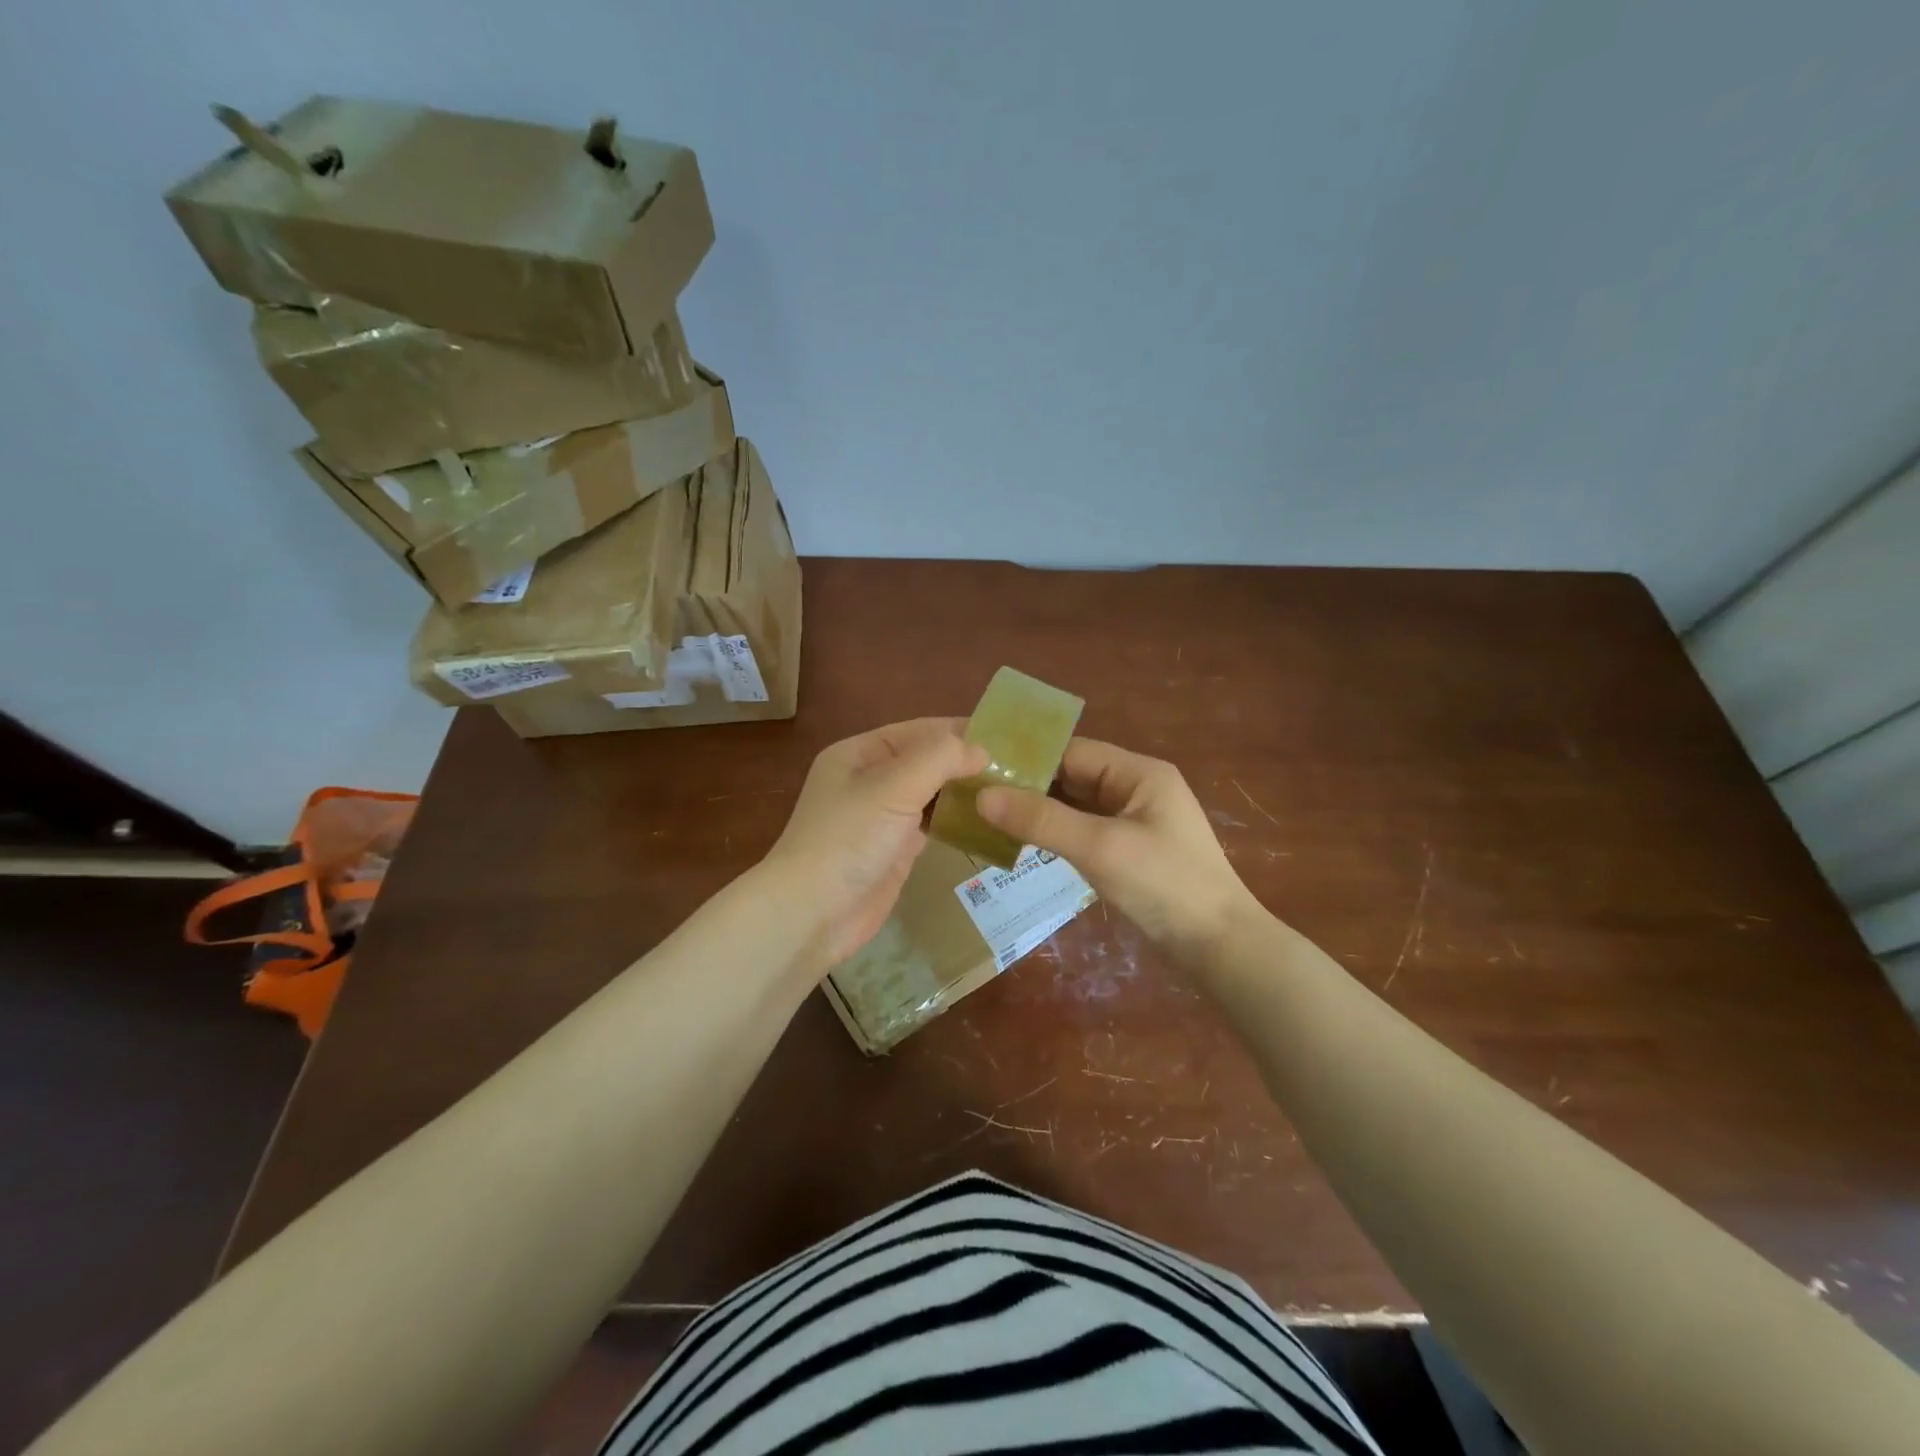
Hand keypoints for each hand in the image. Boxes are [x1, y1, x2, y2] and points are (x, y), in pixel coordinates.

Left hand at [759, 719, 988, 978]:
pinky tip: (988, 820)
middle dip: (966, 762)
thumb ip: (939, 759)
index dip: (960, 730)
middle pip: (927, 761)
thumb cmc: (848, 839)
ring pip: (932, 794)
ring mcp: (883, 816)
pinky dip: (957, 820)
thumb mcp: (892, 787)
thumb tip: (981, 750)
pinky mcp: (895, 849)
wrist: (812, 914)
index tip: (1007, 735)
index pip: (919, 730)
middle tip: (1017, 767)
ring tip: (1011, 790)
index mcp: (860, 753)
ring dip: (964, 792)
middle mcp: (870, 779)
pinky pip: (932, 825)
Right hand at [976, 738, 1258, 956]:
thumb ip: (1041, 820)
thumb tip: (982, 797)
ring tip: (987, 817)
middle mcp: (1136, 788)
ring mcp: (1134, 821)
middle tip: (974, 795)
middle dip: (1028, 786)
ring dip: (1039, 812)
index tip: (980, 769)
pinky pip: (1083, 831)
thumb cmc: (1164, 885)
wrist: (1220, 948)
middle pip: (1072, 776)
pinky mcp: (1129, 851)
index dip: (1027, 758)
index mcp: (1138, 773)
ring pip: (1075, 806)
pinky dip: (1055, 834)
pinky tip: (1022, 842)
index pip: (1072, 752)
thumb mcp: (1100, 847)